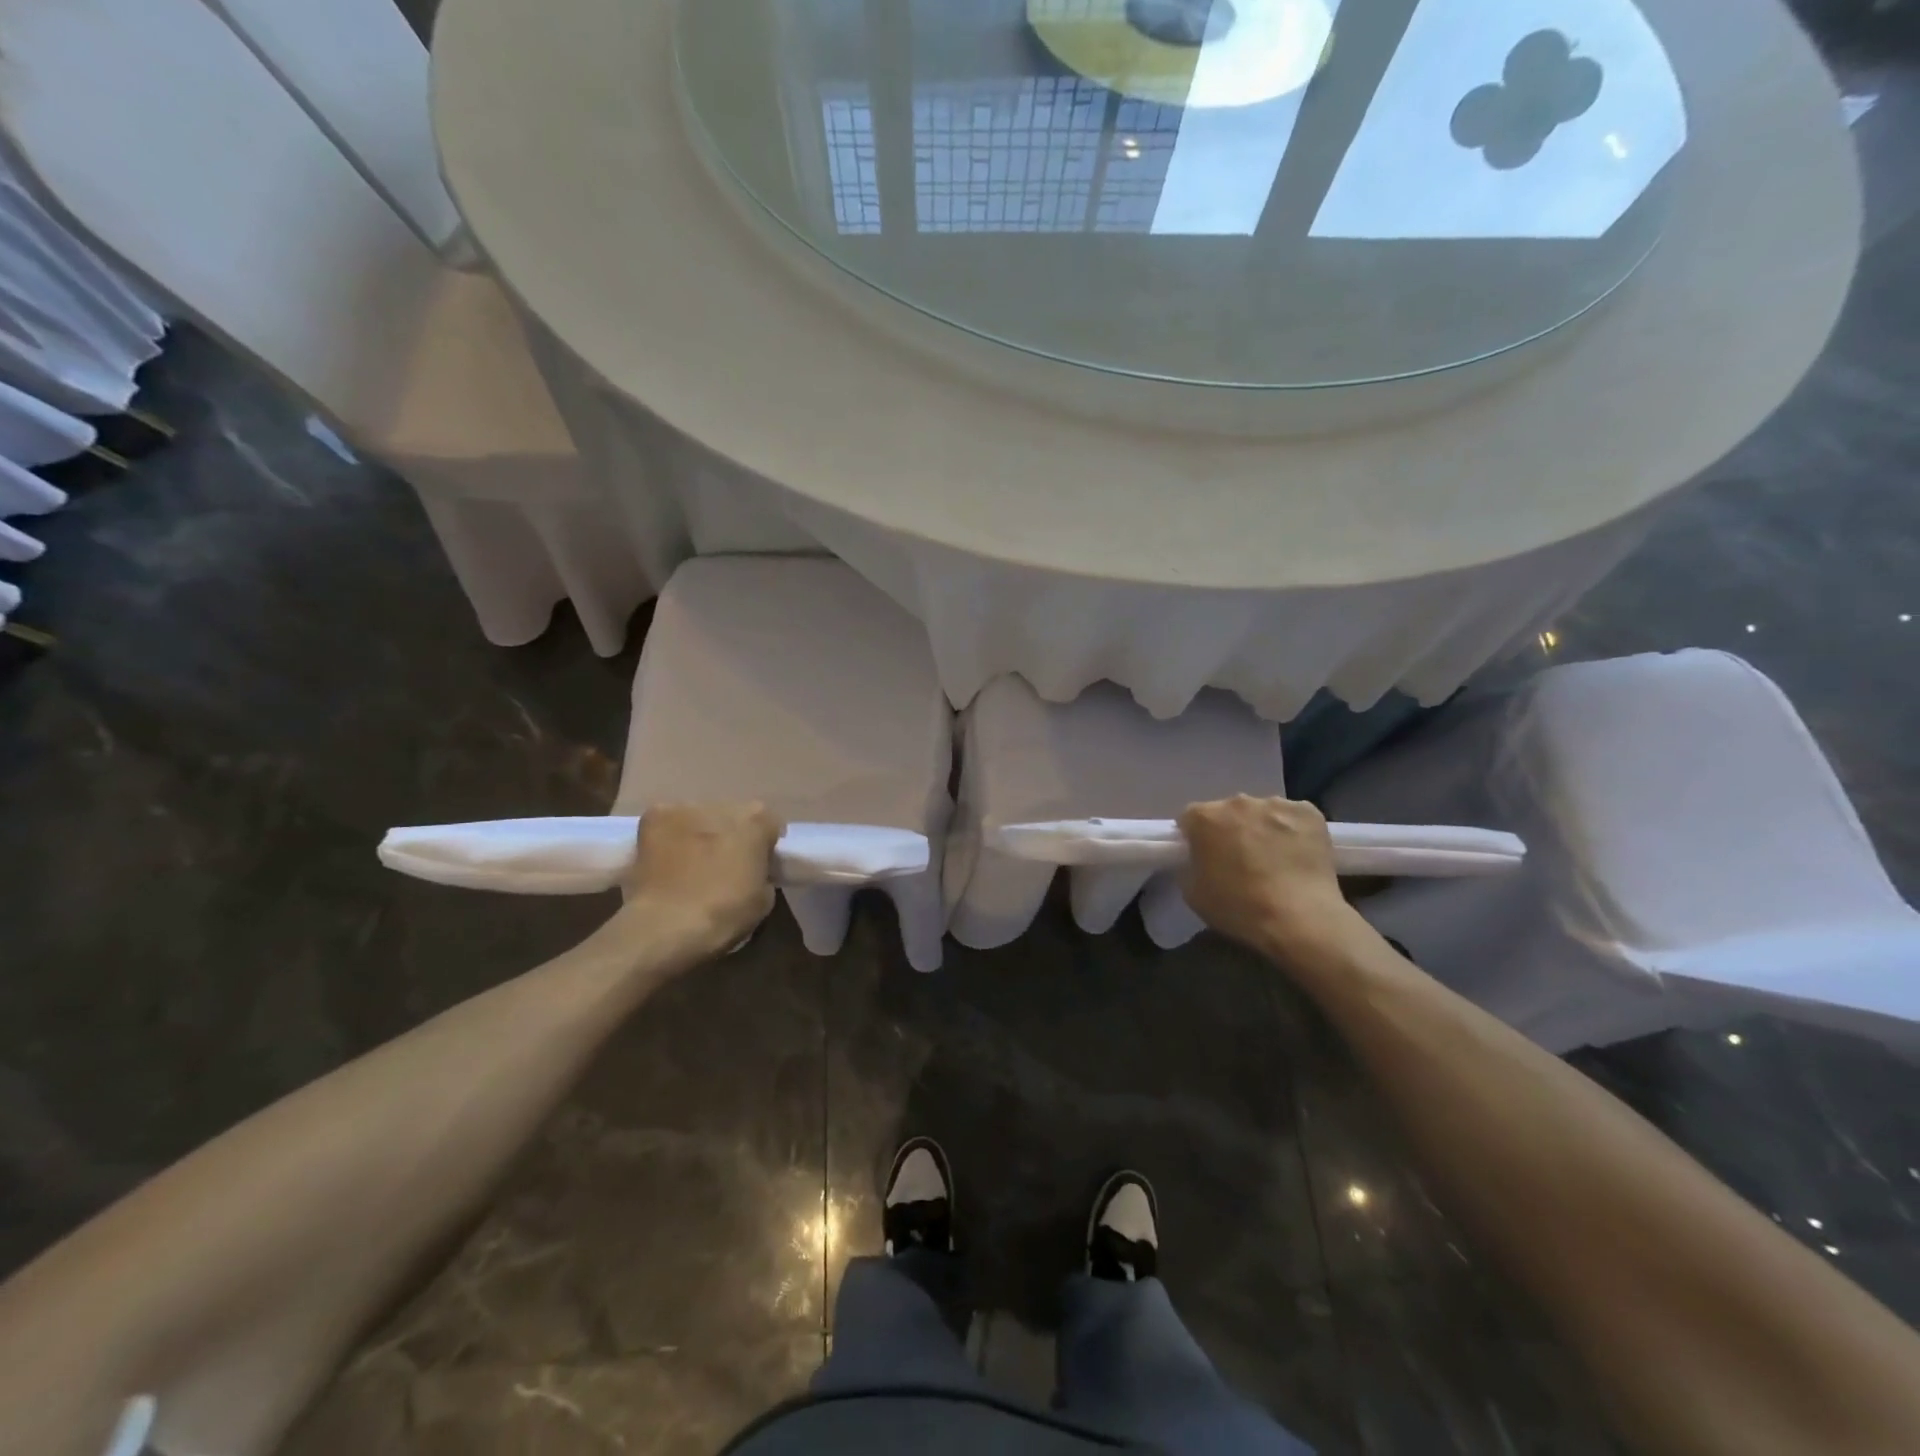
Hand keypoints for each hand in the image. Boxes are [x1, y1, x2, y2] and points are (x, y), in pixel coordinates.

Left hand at [618, 802, 784, 960]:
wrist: (668, 924)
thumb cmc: (724, 914)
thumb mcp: (764, 899)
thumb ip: (763, 872)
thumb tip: (751, 870)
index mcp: (757, 820)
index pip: (769, 824)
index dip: (764, 845)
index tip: (757, 865)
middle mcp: (724, 805)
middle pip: (733, 816)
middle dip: (730, 835)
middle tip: (723, 864)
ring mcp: (686, 808)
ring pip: (699, 817)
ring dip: (700, 834)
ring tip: (690, 863)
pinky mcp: (654, 817)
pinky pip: (668, 822)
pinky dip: (669, 836)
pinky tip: (665, 859)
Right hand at [1178, 796, 1363, 968]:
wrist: (1299, 920)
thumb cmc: (1238, 908)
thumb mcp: (1192, 893)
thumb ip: (1190, 865)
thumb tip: (1198, 859)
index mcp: (1204, 817)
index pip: (1191, 818)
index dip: (1195, 838)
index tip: (1204, 857)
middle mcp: (1237, 802)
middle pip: (1228, 812)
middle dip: (1230, 830)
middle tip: (1240, 860)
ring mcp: (1276, 804)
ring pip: (1262, 813)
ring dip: (1262, 829)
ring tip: (1274, 860)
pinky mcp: (1309, 813)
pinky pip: (1294, 817)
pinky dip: (1293, 831)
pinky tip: (1298, 856)